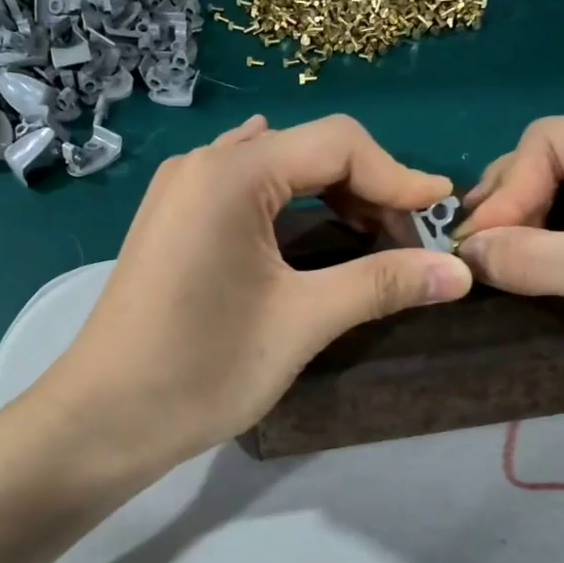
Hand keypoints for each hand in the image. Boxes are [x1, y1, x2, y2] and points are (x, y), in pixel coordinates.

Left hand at [39, 114, 471, 469]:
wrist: (103, 419)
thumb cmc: (202, 368)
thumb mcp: (302, 322)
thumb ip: (382, 284)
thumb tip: (460, 273)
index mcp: (233, 172)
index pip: (339, 143)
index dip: (399, 175)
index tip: (442, 215)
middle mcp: (203, 164)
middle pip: (308, 150)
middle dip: (367, 189)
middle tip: (407, 242)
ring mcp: (181, 191)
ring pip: (277, 170)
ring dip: (331, 197)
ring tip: (370, 240)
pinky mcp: (173, 220)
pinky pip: (246, 191)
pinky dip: (291, 206)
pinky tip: (309, 229)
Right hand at [457, 97, 563, 419]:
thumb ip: (536, 258)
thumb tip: (462, 255)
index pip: (553, 141)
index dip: (506, 191)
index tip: (473, 247)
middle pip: (557, 163)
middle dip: (512, 206)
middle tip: (473, 255)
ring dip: (527, 229)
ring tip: (490, 264)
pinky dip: (553, 249)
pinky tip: (526, 272)